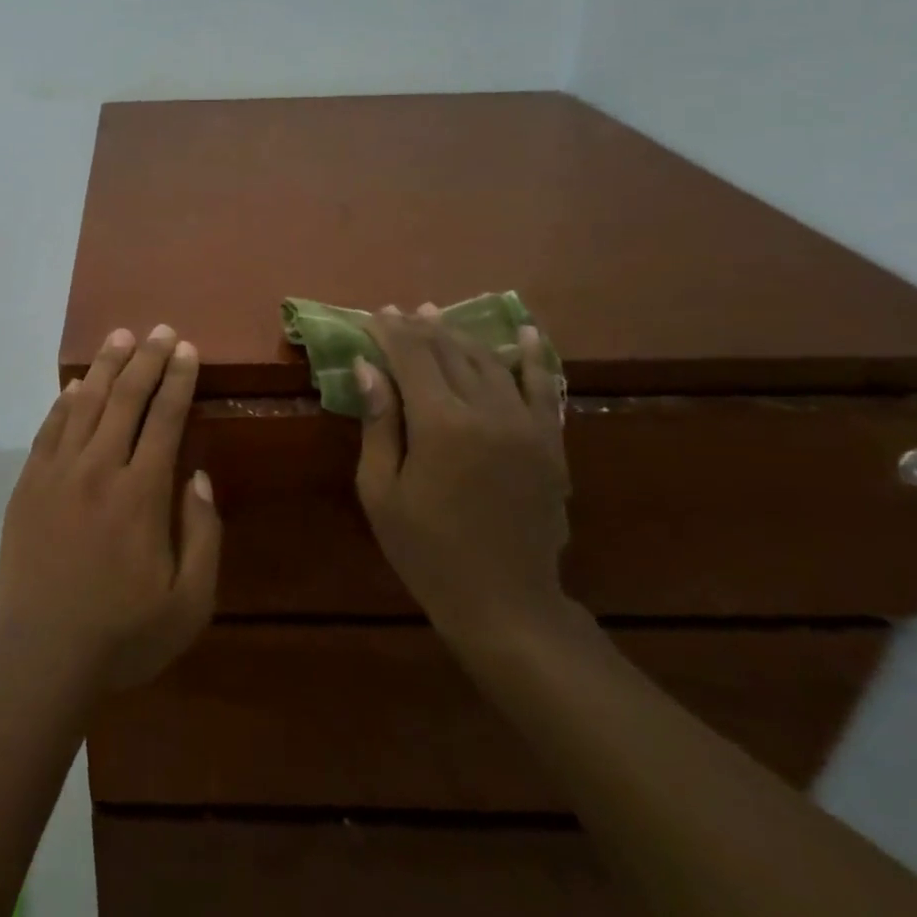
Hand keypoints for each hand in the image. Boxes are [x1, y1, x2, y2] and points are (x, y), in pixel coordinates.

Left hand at [0, 325, 221, 697]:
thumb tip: (198, 476)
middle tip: (160, 330)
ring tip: (120, 336)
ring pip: (86, 404)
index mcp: (141, 494)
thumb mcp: (189, 603)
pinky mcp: (30, 484)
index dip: (177, 380)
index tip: (186, 349)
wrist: (41, 653)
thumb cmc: (123, 634)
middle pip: (126, 399)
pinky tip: (76, 385)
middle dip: (147, 359)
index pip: (164, 419)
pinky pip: (49, 429)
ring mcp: (59, 473)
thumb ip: (203, 535)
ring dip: (106, 366)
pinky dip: (64, 402)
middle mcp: (100, 469)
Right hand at [354, 303, 569, 644]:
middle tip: (397, 313)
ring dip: (459, 336)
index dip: (390, 332)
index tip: (372, 316)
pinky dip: (533, 356)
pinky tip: (524, 331)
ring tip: (434, 317)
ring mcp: (527, 425)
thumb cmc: (427, 550)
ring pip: (489, 362)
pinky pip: (543, 388)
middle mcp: (488, 412)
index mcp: (441, 424)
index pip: (412, 357)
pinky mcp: (549, 442)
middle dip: (419, 328)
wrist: (505, 603)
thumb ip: (378, 422)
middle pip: (450, 352)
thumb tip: (367, 365)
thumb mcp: (381, 490)